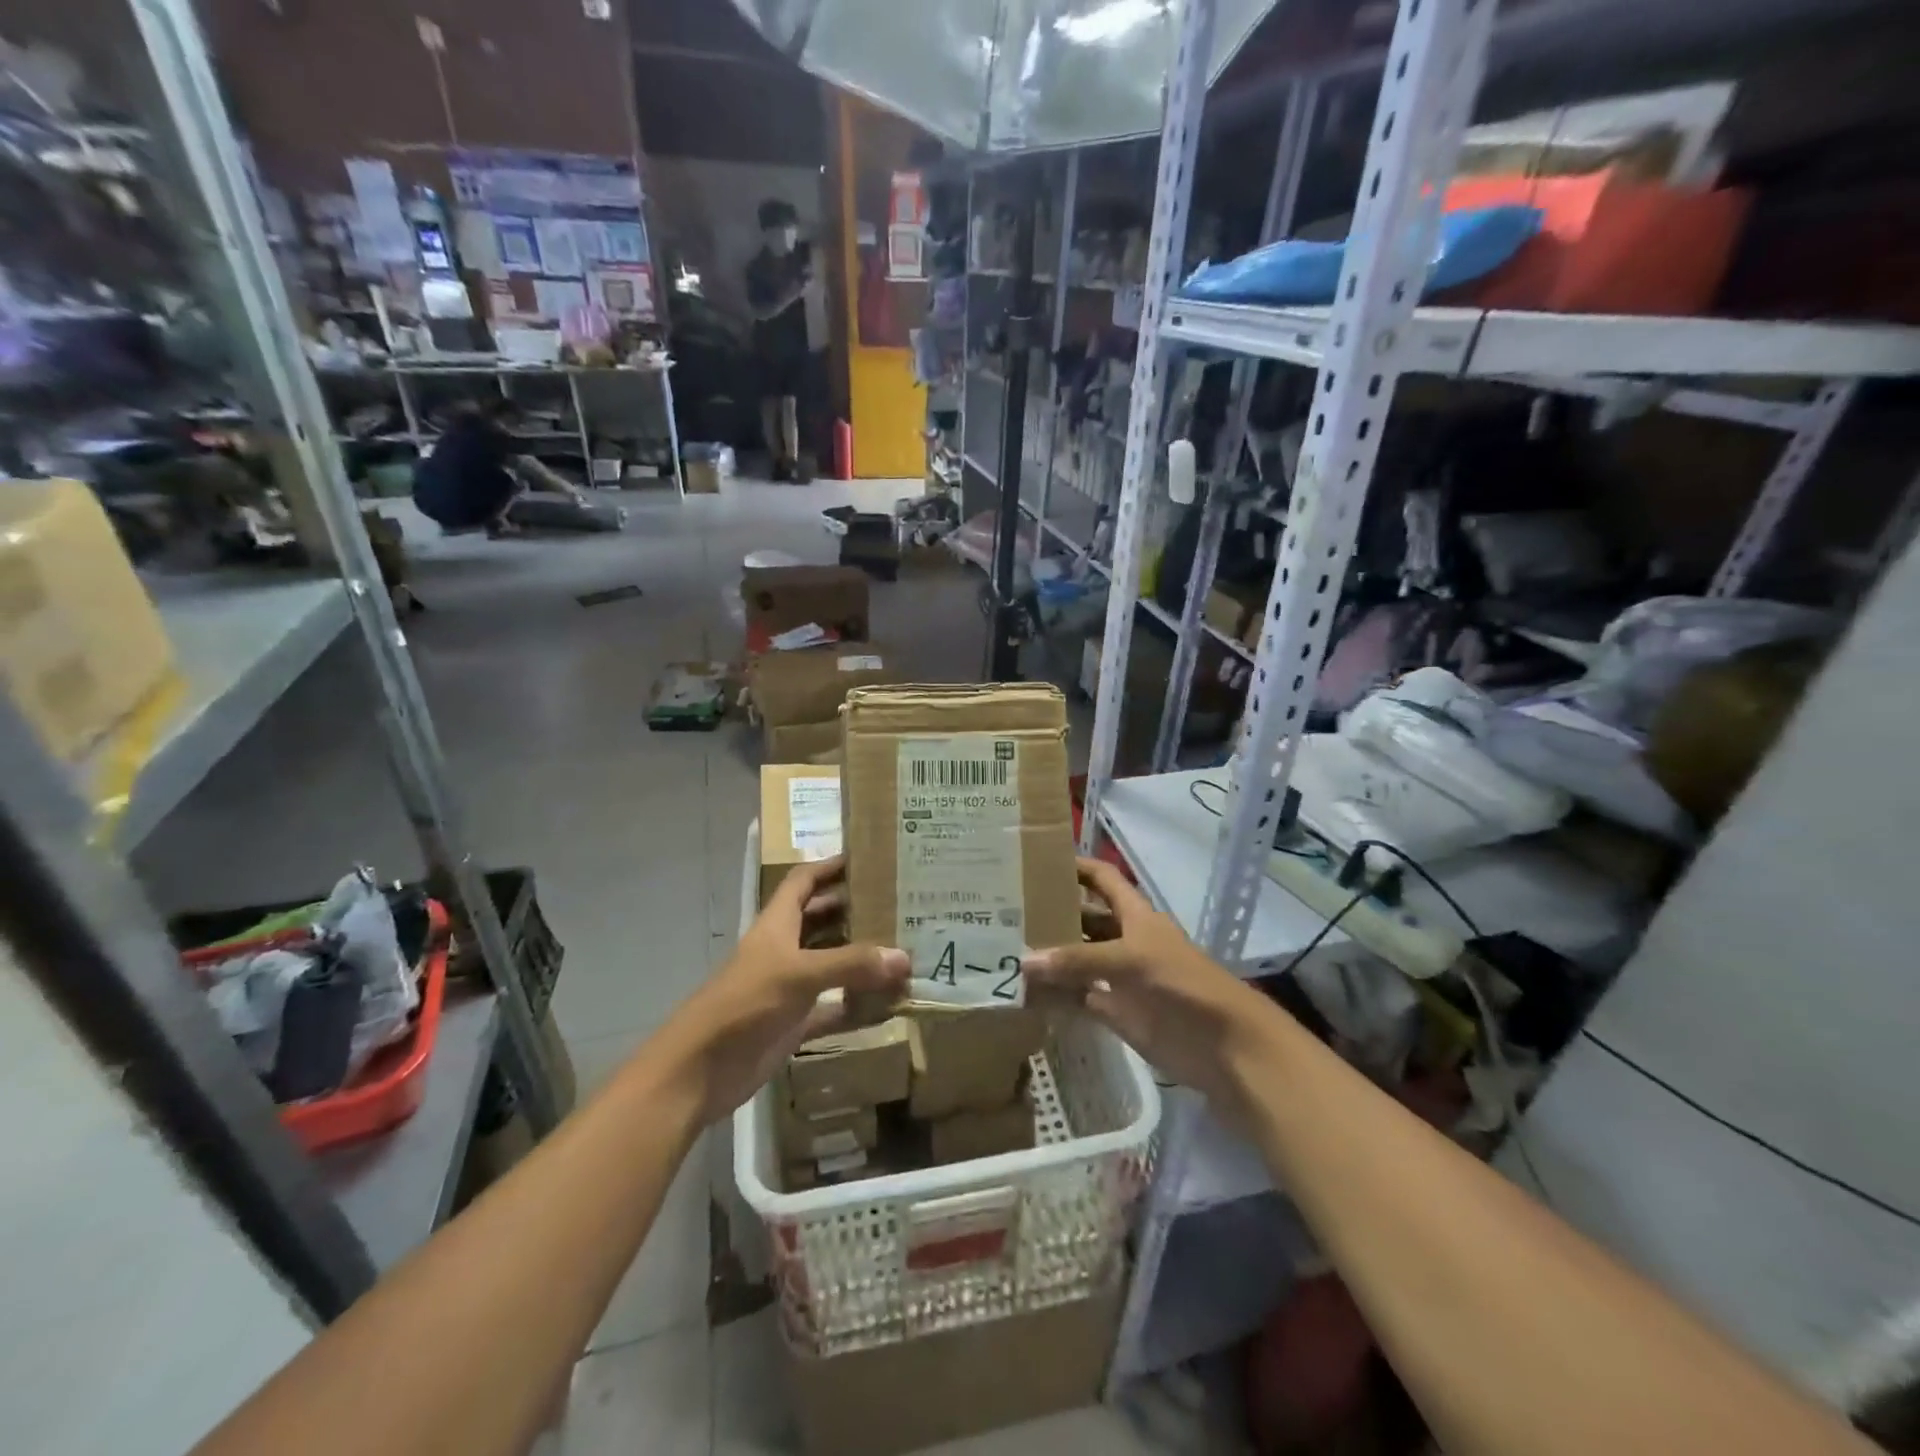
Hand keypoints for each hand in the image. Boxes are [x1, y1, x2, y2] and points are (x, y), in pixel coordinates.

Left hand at [664, 857, 907, 1125]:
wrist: (699, 1071)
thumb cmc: (744, 1004)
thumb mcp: (798, 974)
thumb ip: (851, 964)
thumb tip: (904, 957)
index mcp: (777, 924)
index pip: (804, 881)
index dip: (830, 866)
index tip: (867, 857)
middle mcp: (784, 949)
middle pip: (822, 920)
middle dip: (855, 910)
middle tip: (899, 904)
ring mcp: (789, 987)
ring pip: (832, 964)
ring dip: (862, 958)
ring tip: (905, 948)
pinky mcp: (794, 1023)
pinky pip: (834, 1008)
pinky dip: (858, 1005)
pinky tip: (890, 1004)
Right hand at [1022, 858, 1279, 1118]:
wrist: (1224, 1046)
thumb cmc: (1183, 985)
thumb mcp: (1130, 960)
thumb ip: (1078, 961)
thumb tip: (1024, 961)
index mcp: (1134, 915)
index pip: (1101, 879)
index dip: (1076, 867)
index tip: (1036, 862)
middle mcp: (1124, 940)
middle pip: (1084, 920)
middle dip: (1052, 914)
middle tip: (1005, 912)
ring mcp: (1119, 977)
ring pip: (1078, 961)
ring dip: (1049, 958)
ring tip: (1005, 950)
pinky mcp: (1117, 1012)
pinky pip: (1079, 998)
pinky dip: (1055, 997)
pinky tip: (1024, 994)